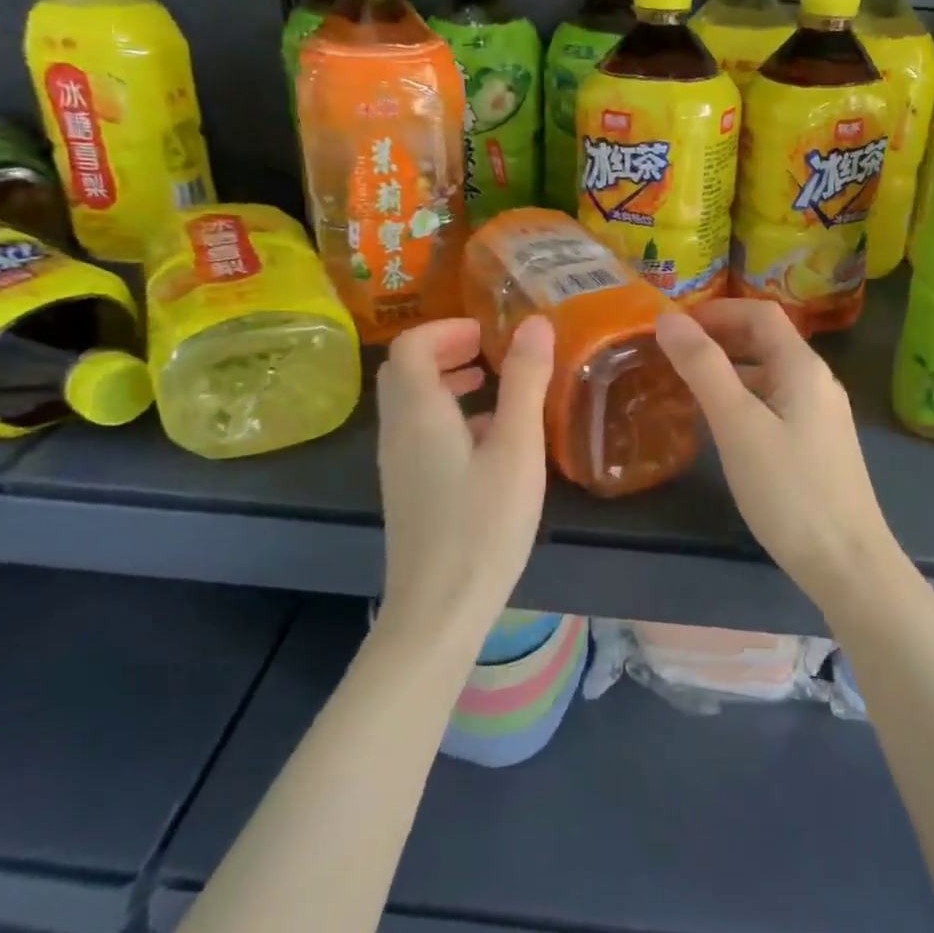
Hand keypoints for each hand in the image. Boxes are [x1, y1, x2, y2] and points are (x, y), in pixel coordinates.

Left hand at [375, 316, 554, 648]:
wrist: (439, 610)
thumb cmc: (482, 524)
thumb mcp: (517, 448)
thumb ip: (525, 382)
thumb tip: (535, 322)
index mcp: (418, 412)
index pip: (410, 346)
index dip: (447, 329)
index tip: (489, 333)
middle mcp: (398, 431)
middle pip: (406, 370)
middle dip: (446, 349)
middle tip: (490, 350)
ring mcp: (398, 463)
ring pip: (412, 402)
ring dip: (446, 380)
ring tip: (491, 383)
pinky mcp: (407, 488)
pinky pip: (419, 431)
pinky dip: (447, 414)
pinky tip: (489, 438)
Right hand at [655, 300, 900, 608]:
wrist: (848, 564)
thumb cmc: (789, 489)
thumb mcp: (737, 424)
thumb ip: (702, 368)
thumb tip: (668, 319)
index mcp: (802, 367)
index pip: (760, 313)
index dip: (716, 310)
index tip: (673, 326)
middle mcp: (817, 382)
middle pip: (766, 340)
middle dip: (719, 337)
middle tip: (672, 353)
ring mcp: (821, 415)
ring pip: (769, 374)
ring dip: (729, 369)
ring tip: (686, 385)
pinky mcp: (817, 445)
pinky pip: (775, 403)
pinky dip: (743, 398)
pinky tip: (721, 424)